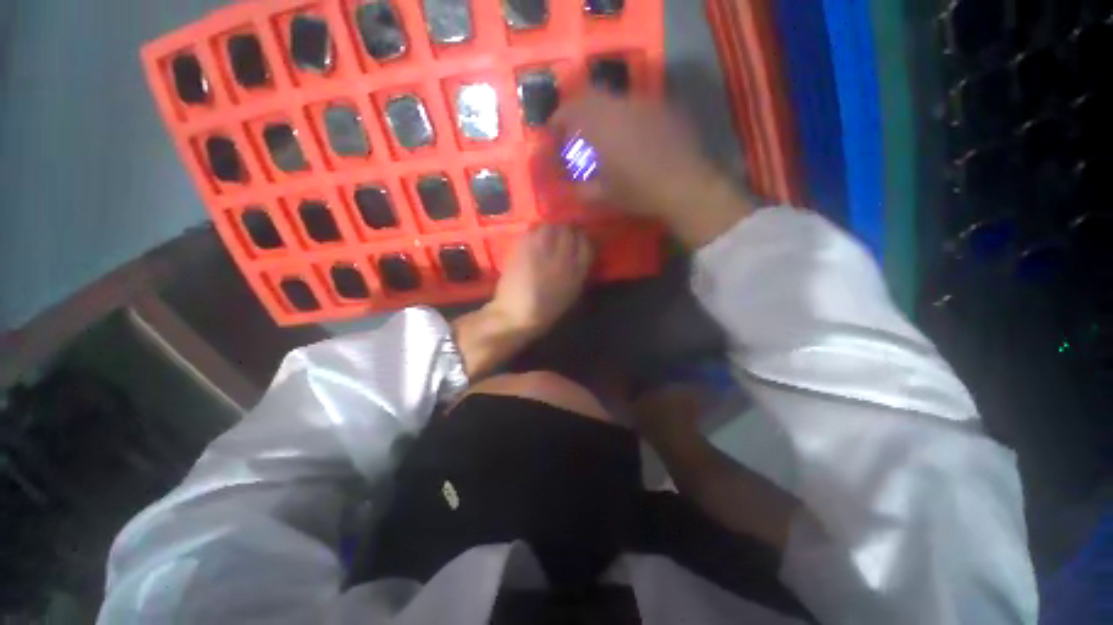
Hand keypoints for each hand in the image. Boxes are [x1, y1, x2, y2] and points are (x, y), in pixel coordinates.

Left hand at [487, 224, 593, 337]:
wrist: (516, 316)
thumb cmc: (545, 311)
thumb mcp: (570, 295)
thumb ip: (577, 273)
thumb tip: (578, 255)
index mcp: (576, 273)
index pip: (586, 246)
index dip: (581, 240)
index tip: (577, 241)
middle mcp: (562, 260)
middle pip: (568, 233)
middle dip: (565, 232)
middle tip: (560, 235)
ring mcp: (541, 253)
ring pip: (550, 228)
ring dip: (549, 229)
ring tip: (546, 236)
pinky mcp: (523, 250)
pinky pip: (532, 232)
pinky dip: (534, 232)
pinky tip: (532, 240)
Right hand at [551, 92, 753, 247]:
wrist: (685, 186)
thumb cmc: (639, 193)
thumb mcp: (603, 197)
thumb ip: (580, 189)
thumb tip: (568, 185)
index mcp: (601, 126)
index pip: (570, 110)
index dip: (557, 119)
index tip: (553, 133)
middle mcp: (620, 106)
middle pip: (591, 97)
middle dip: (578, 113)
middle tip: (576, 133)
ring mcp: (644, 104)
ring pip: (614, 100)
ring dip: (602, 114)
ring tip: (603, 137)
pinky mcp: (663, 108)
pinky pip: (635, 106)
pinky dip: (624, 118)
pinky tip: (630, 137)